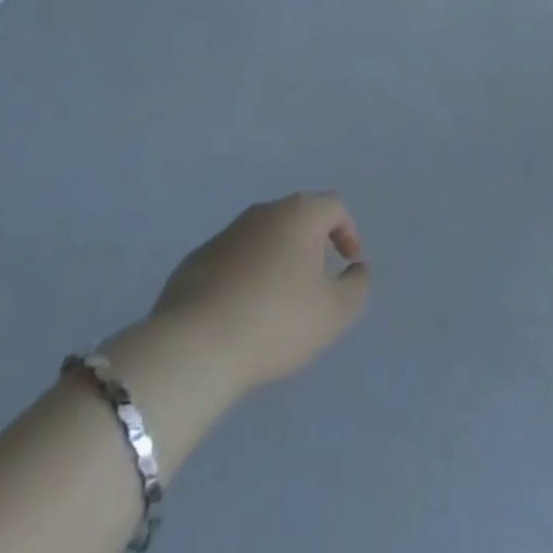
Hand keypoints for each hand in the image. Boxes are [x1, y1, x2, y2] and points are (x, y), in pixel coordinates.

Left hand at [149, 193, 369, 395]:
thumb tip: (357, 269)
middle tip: (315, 281)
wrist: (195, 346)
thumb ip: (357, 287)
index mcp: (300, 214)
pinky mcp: (196, 260)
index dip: (347, 231)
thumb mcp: (333, 313)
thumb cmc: (276, 321)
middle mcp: (264, 212)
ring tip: (277, 301)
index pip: (334, 206)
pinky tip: (241, 312)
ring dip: (276, 259)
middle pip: (297, 217)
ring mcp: (226, 233)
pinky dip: (244, 275)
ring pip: (262, 237)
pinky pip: (232, 259)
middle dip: (311, 243)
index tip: (348, 263)